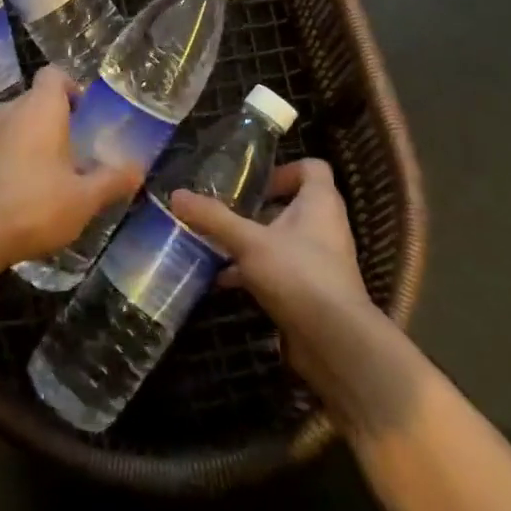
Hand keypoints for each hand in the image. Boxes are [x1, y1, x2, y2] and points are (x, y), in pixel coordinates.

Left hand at [0, 67, 142, 263]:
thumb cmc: (38, 204)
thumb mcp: (86, 198)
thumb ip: (113, 180)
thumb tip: (138, 170)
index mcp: (41, 108)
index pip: (54, 74)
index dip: (70, 87)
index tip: (83, 114)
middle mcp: (11, 111)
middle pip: (35, 100)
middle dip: (54, 118)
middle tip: (75, 148)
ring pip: (15, 123)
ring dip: (31, 138)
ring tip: (50, 171)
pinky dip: (10, 158)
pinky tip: (22, 190)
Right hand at [170, 160, 379, 400]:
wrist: (335, 342)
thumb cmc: (298, 274)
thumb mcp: (248, 242)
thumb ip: (213, 218)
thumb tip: (176, 194)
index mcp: (320, 202)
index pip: (312, 167)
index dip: (284, 170)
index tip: (253, 184)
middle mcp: (325, 226)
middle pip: (292, 205)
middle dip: (257, 209)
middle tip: (225, 211)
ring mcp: (320, 261)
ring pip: (283, 240)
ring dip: (252, 242)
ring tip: (216, 245)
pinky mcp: (312, 291)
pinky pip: (281, 270)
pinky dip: (255, 272)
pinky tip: (223, 281)